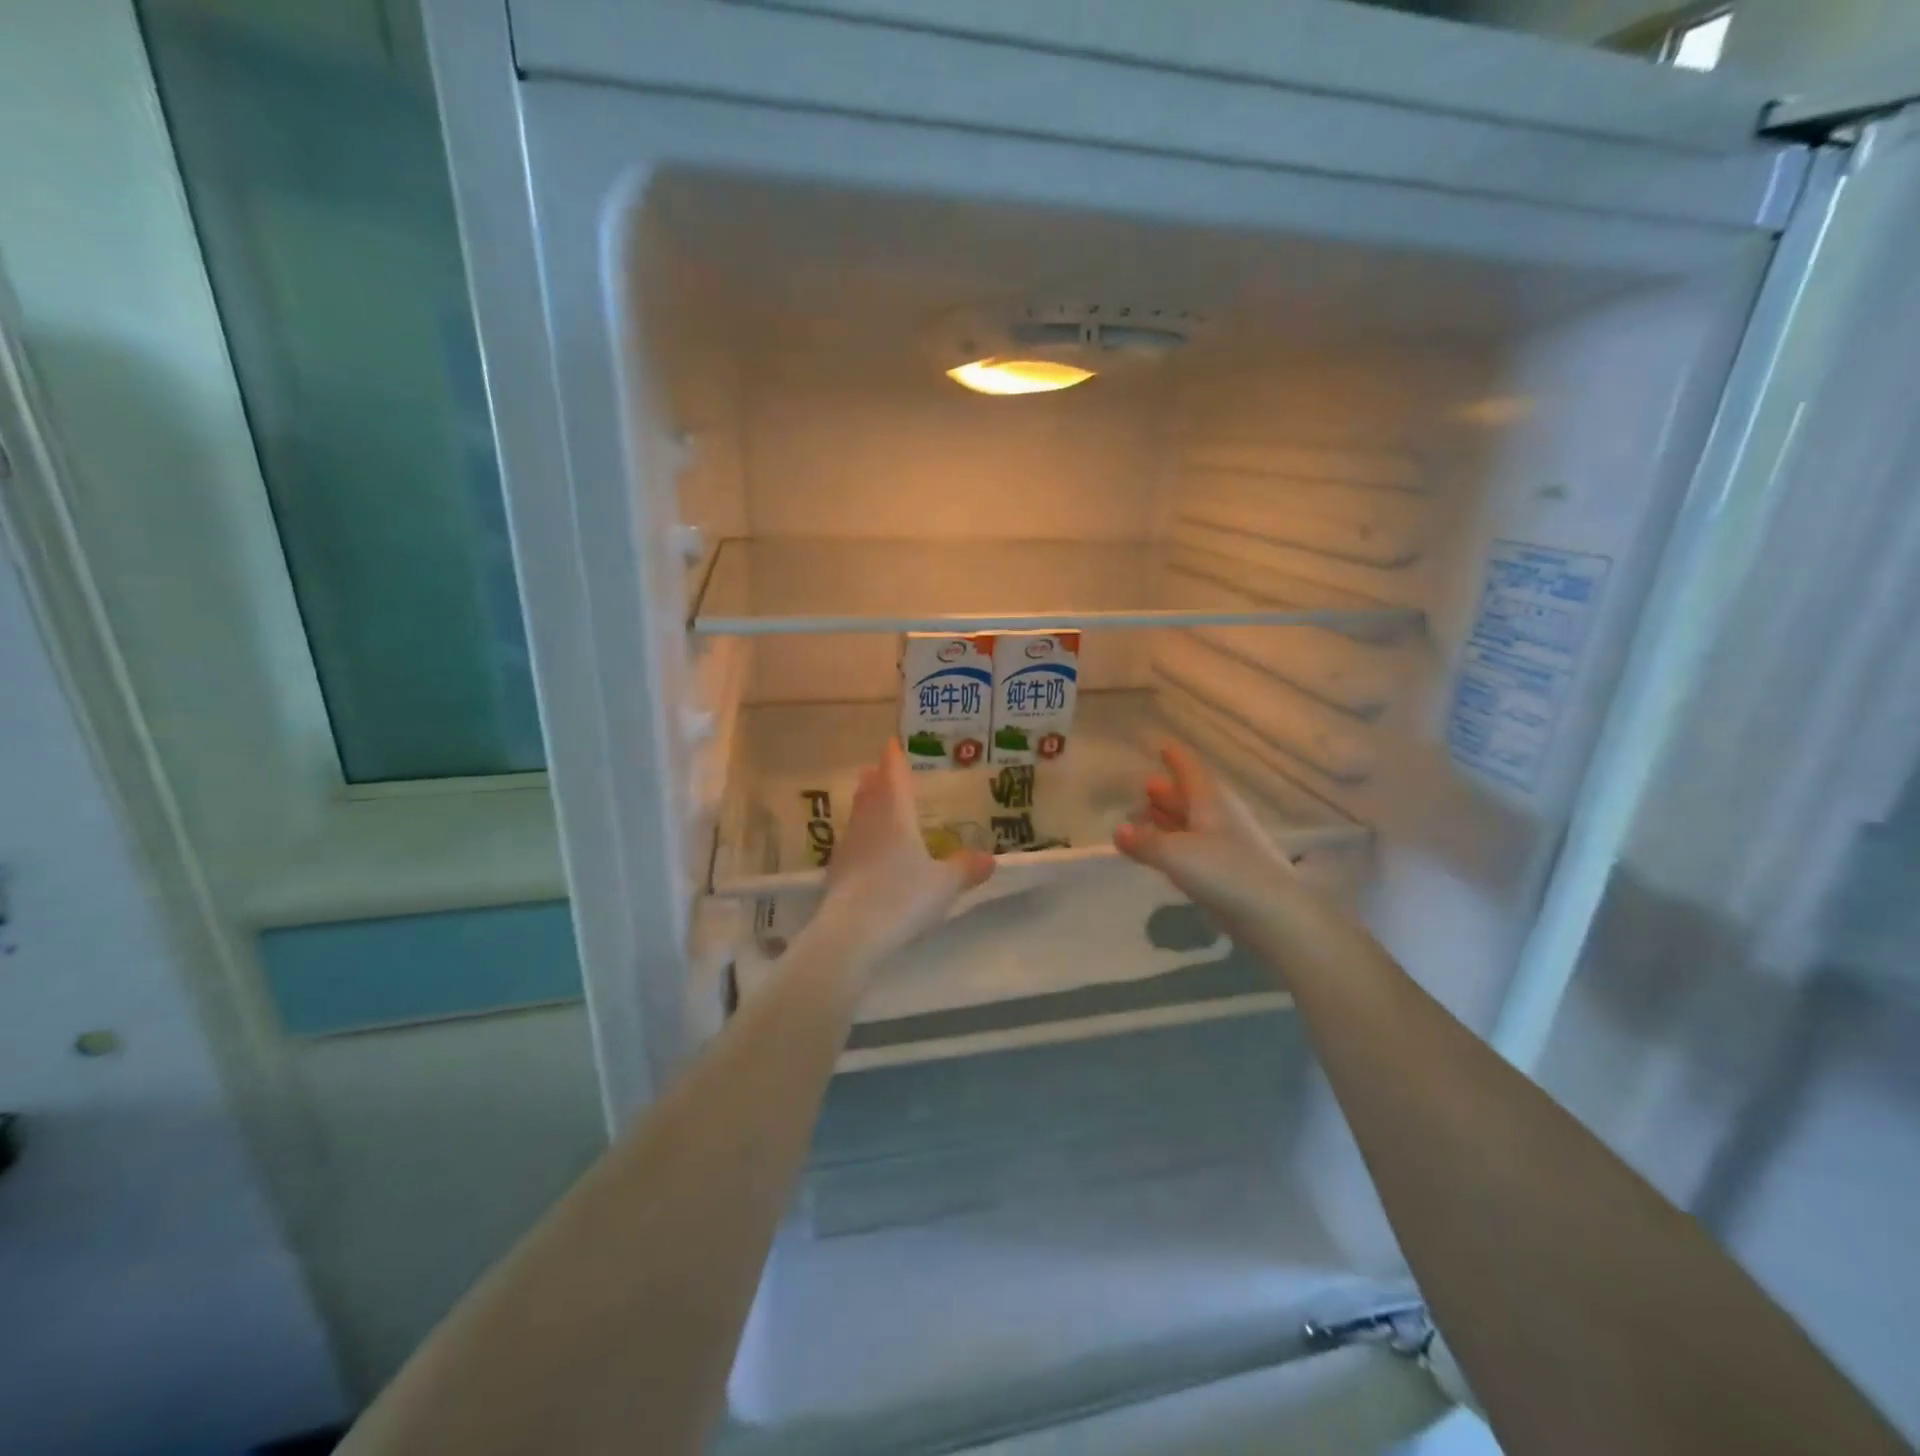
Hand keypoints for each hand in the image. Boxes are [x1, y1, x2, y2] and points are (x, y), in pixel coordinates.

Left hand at [816, 739, 994, 971]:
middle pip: (871, 792)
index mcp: (895, 815)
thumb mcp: (945, 884)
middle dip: (877, 779)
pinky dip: (861, 835)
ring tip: (871, 800)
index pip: (894, 776)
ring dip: (865, 804)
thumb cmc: (903, 897)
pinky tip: (865, 848)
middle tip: (879, 769)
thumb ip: (965, 868)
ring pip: (858, 815)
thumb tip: (990, 858)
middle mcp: (868, 823)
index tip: (891, 744)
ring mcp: (848, 846)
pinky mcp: (836, 872)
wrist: (852, 934)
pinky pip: (852, 841)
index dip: (894, 759)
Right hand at [1114, 742, 1299, 932]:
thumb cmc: (1223, 871)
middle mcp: (1221, 817)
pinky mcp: (1230, 873)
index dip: (1176, 758)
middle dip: (1168, 792)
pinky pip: (1197, 848)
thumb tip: (1119, 830)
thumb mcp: (1174, 854)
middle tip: (1145, 786)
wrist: (1274, 915)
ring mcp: (1228, 845)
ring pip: (1194, 823)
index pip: (1190, 769)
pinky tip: (1166, 854)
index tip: (1162, 746)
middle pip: (1191, 797)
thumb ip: (1144, 842)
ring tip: (1146, 817)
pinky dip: (1177, 845)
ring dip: (1171, 819)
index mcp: (1210, 801)